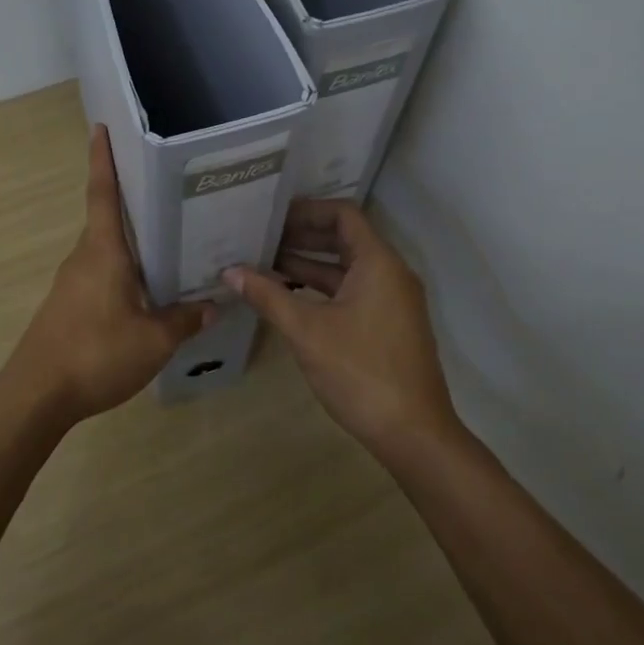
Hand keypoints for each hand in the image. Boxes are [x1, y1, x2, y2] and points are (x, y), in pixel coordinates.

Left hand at [7, 125, 212, 422]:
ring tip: (170, 239)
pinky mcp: (68, 305)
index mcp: (103, 251)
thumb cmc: (95, 354)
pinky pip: (101, 273)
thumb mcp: (153, 341)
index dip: (102, 159)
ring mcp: (72, 282)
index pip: (102, 193)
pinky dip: (123, 269)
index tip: (101, 128)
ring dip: (131, 241)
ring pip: (106, 249)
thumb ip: (185, 320)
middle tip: (169, 189)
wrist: (36, 395)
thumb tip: (213, 305)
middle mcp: (84, 257)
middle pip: (108, 219)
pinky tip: (147, 288)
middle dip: (132, 200)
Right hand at [223, 200, 456, 457]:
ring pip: (346, 269)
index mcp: (378, 263)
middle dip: (302, 237)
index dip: (307, 210)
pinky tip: (289, 298)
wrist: (413, 434)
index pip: (343, 215)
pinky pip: (352, 292)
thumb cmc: (360, 372)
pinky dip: (322, 290)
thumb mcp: (307, 331)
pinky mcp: (388, 325)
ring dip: (309, 265)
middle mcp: (390, 274)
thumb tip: (230, 271)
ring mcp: (392, 301)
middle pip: (344, 239)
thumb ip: (268, 296)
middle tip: (260, 237)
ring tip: (264, 265)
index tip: (271, 215)